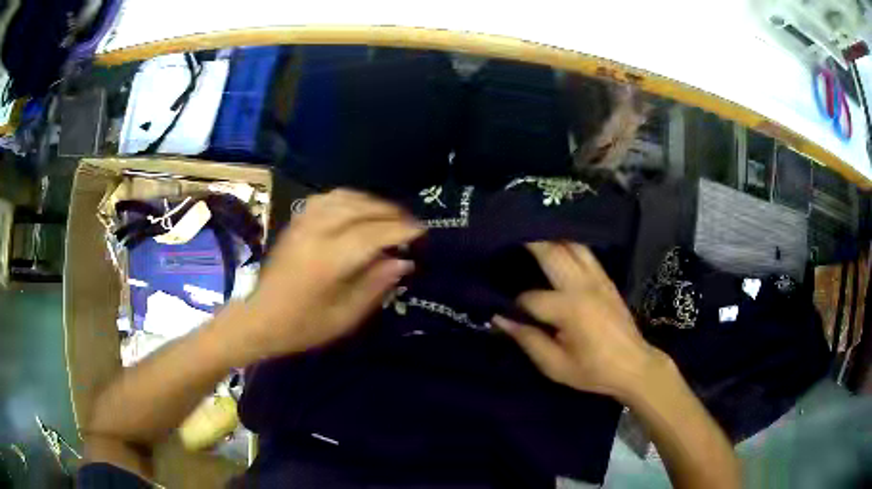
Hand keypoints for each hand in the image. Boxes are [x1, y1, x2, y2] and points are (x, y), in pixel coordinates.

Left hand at [225, 189, 423, 363]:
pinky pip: (327, 198)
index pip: (371, 235)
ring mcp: (302, 223)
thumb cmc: (303, 326)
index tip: (421, 231)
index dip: (400, 230)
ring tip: (389, 215)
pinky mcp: (295, 221)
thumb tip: (403, 262)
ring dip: (371, 202)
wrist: (260, 319)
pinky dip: (349, 199)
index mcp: (327, 261)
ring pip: (343, 198)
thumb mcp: (344, 317)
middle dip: (390, 212)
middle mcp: (315, 233)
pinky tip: (358, 209)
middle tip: (410, 223)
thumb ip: (375, 286)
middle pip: (359, 209)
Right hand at [493, 241, 665, 400]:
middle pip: (551, 252)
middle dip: (526, 244)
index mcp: (570, 309)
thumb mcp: (555, 366)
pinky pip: (585, 252)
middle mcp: (583, 285)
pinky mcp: (606, 279)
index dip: (512, 304)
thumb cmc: (593, 371)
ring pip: (571, 244)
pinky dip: (567, 245)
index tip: (500, 310)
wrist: (634, 366)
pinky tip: (555, 248)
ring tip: (529, 239)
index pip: (530, 298)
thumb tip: (500, 319)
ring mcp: (597, 278)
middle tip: (504, 240)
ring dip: (549, 239)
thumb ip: (527, 340)